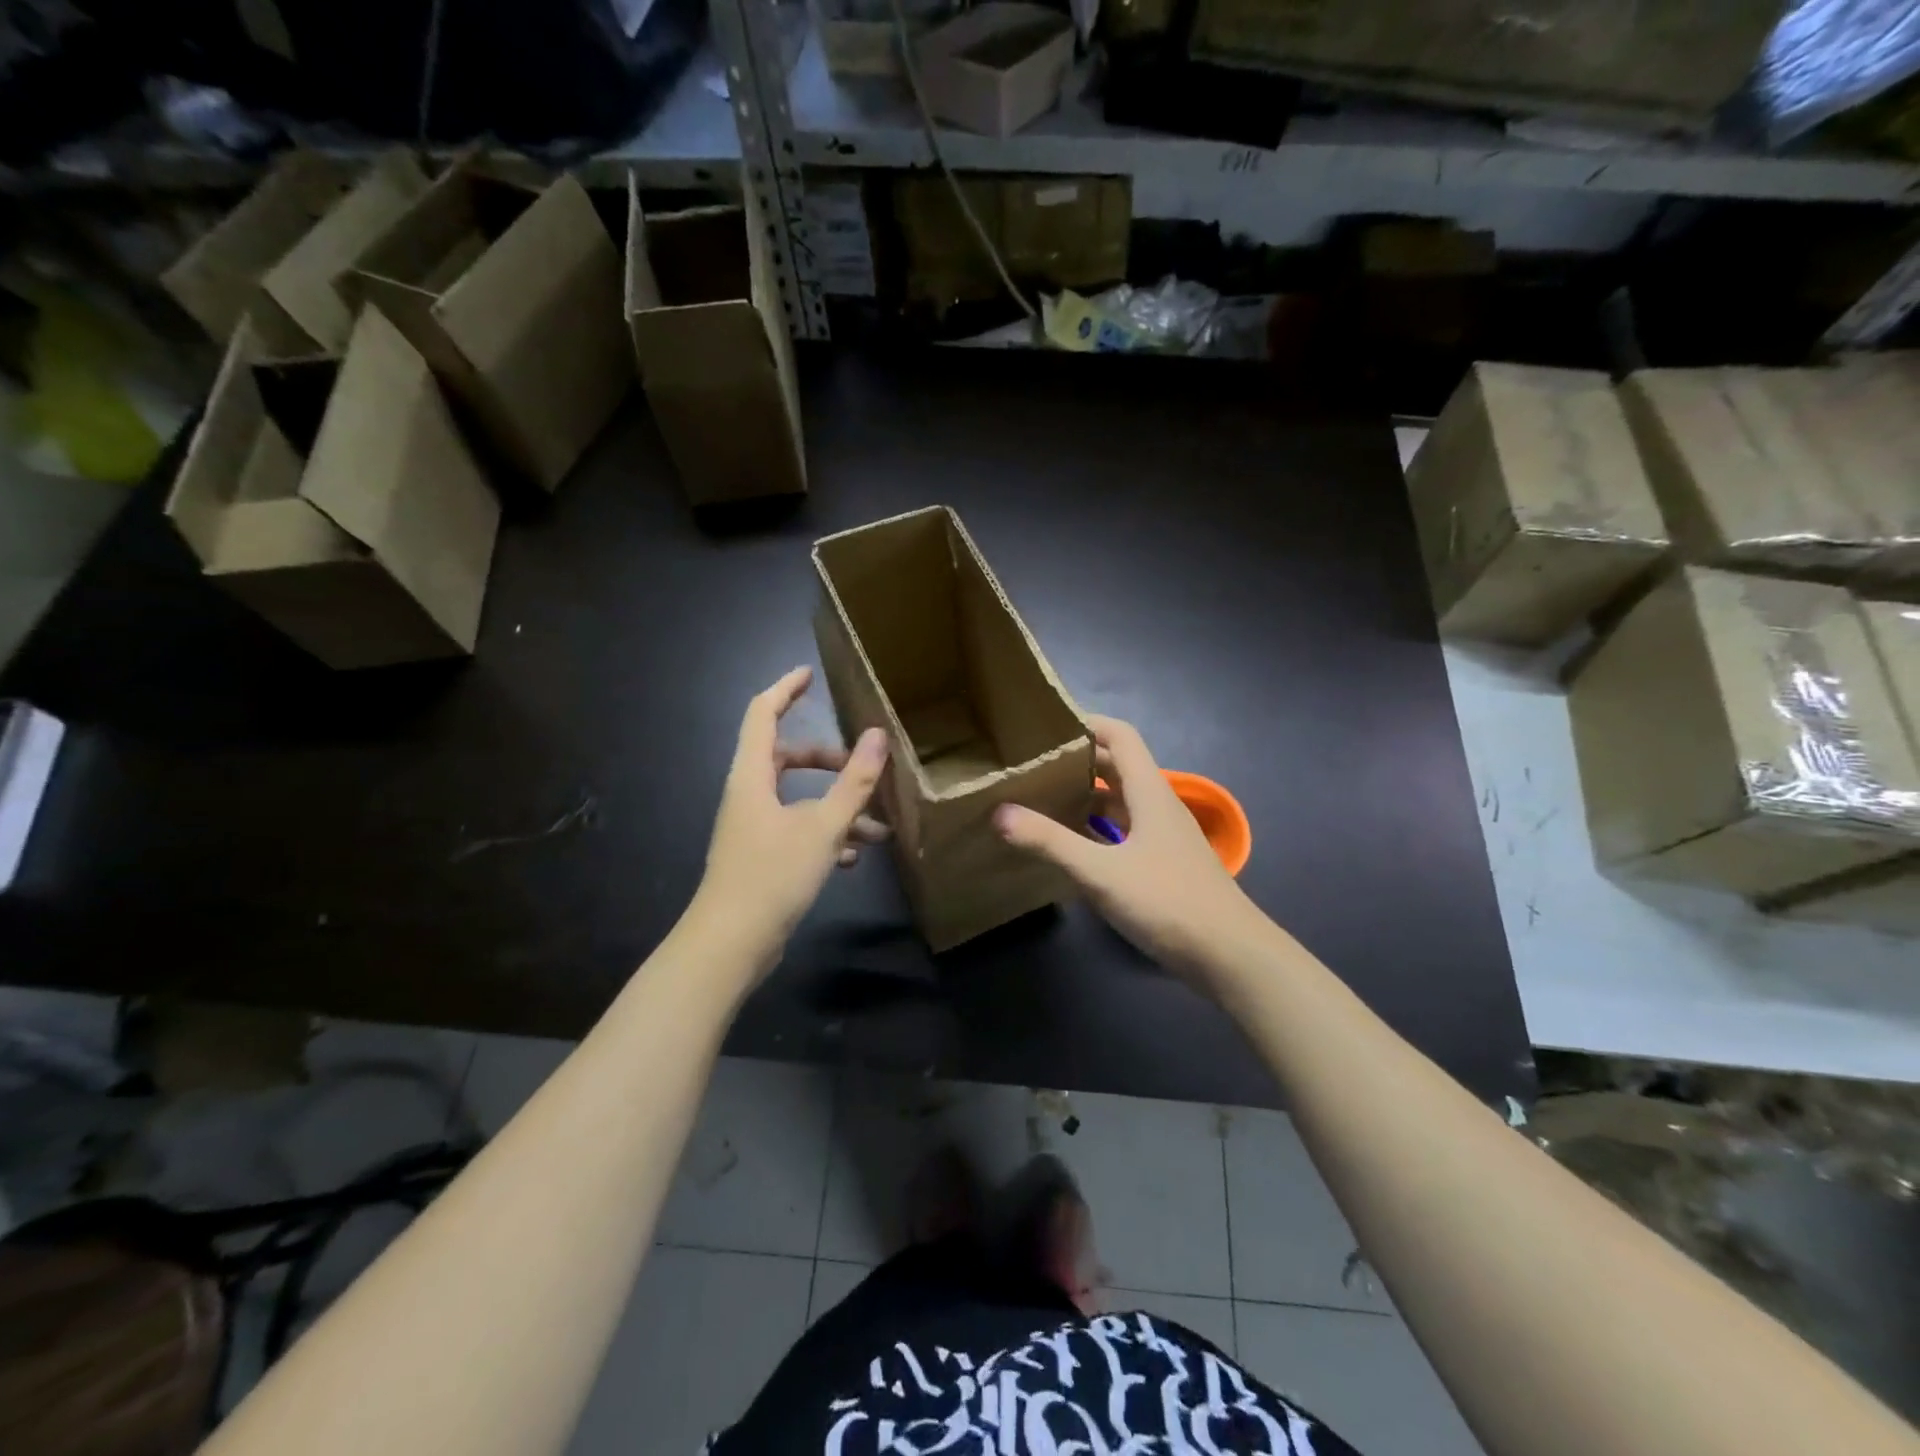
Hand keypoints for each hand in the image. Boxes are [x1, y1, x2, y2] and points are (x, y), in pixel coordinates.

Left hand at [695, 667, 890, 956]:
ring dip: (836, 807)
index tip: (810, 674)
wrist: (731, 943)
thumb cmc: (773, 874)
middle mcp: (748, 795)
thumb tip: (878, 735)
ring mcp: (752, 828)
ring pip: (798, 800)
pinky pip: (797, 832)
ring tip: (879, 828)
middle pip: (787, 758)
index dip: (785, 689)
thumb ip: (854, 781)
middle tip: (862, 766)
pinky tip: (854, 858)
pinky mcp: (760, 857)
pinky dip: (826, 836)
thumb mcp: (824, 826)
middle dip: (828, 760)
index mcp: (752, 775)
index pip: (762, 713)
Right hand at [994, 715, 1258, 981]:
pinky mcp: (1163, 863)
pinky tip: (1073, 845)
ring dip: (1087, 796)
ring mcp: (1164, 836)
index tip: (1046, 726)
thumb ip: (1050, 842)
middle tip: (1033, 764)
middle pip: (1118, 767)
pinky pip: (1125, 831)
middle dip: (1078, 761)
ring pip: (1121, 801)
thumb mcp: (1101, 872)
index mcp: (1149, 792)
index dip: (1086, 723)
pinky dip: (1098, 828)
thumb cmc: (1168, 902)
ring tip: (1043, 799)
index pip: (1120, 736)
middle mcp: (1158, 805)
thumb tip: (999, 812)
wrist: (1230, 955)